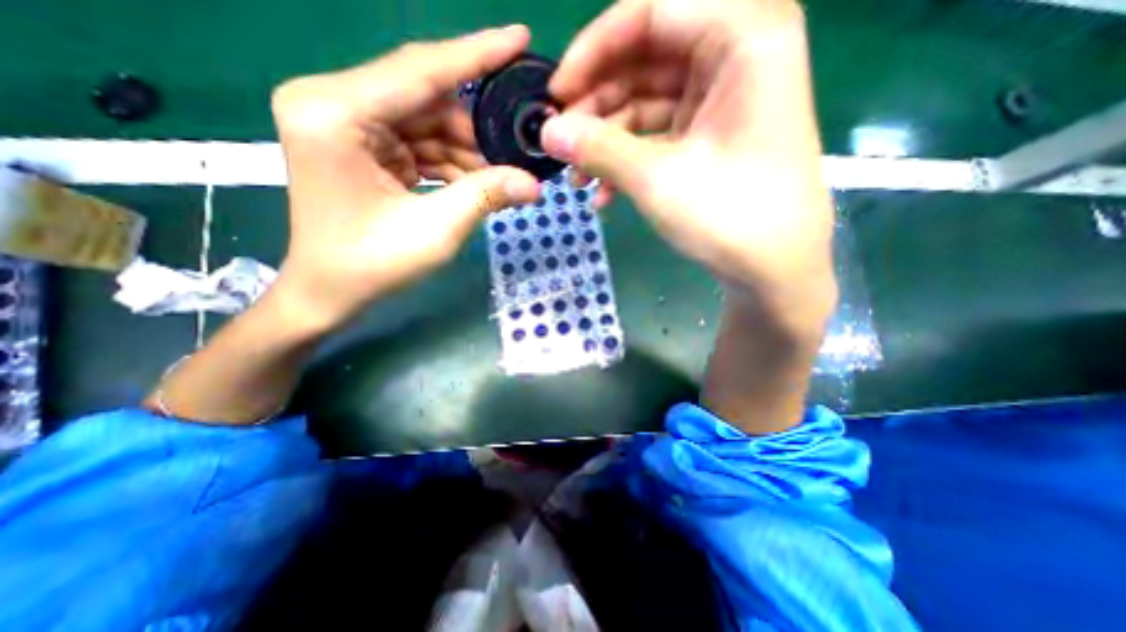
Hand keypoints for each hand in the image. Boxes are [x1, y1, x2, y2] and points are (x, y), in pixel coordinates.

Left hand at [268, 25, 541, 330]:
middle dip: (476, 128)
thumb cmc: (372, 265)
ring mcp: (346, 123)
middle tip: (516, 149)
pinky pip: (418, 141)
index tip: (519, 37)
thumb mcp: (436, 231)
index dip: (476, 54)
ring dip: (466, 151)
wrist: (329, 291)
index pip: (420, 71)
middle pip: (426, 97)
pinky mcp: (361, 144)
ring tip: (498, 178)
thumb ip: (485, 197)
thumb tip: (534, 184)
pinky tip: (474, 182)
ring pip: (427, 122)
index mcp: (335, 114)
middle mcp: (333, 103)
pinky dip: (450, 161)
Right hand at [541, 0, 838, 334]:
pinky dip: (628, 159)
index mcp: (743, 37)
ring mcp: (721, 100)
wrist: (773, 270)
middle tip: (561, 142)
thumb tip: (548, 133)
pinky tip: (603, 194)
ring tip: (576, 177)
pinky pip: (658, 133)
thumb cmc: (730, 217)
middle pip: (645, 58)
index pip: (650, 12)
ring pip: (645, 101)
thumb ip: (599, 148)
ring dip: (606, 140)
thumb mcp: (657, 179)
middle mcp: (735, 55)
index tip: (556, 95)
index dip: (592, 51)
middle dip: (596, 104)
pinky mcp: (709, 136)